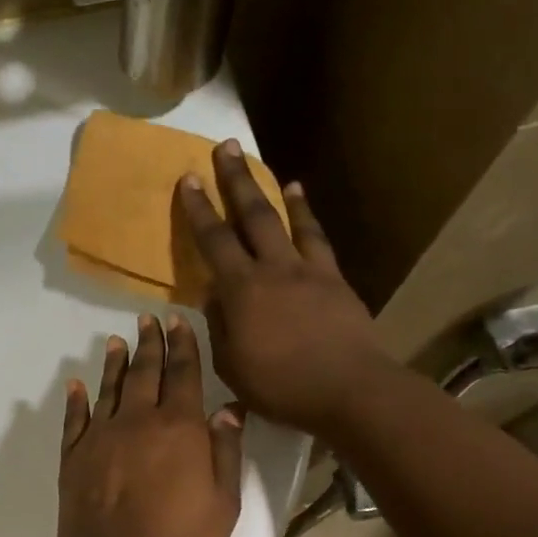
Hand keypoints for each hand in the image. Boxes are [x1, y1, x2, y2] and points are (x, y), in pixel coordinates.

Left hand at [56, 315, 243, 536]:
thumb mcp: (223, 503)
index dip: (183, 345)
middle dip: (149, 342)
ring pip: (109, 388)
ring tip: (117, 340)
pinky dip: (76, 399)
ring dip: (115, 362)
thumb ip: (226, 453)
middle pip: (145, 372)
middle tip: (147, 318)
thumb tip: (228, 412)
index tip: (178, 320)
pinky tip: (77, 384)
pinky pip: (75, 418)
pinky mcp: (74, 455)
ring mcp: (101, 435)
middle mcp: (138, 420)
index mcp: (179, 427)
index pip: (183, 374)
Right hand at [178, 140, 383, 438]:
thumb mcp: (232, 365)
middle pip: (251, 215)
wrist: (349, 389)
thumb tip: (214, 295)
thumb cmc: (281, 386)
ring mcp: (308, 270)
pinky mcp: (334, 279)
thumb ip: (219, 327)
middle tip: (224, 147)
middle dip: (235, 179)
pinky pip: (317, 238)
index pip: (214, 242)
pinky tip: (301, 200)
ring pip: (286, 219)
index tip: (188, 179)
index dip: (198, 209)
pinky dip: (306, 215)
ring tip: (262, 167)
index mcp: (242, 291)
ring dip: (271, 190)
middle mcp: (273, 269)